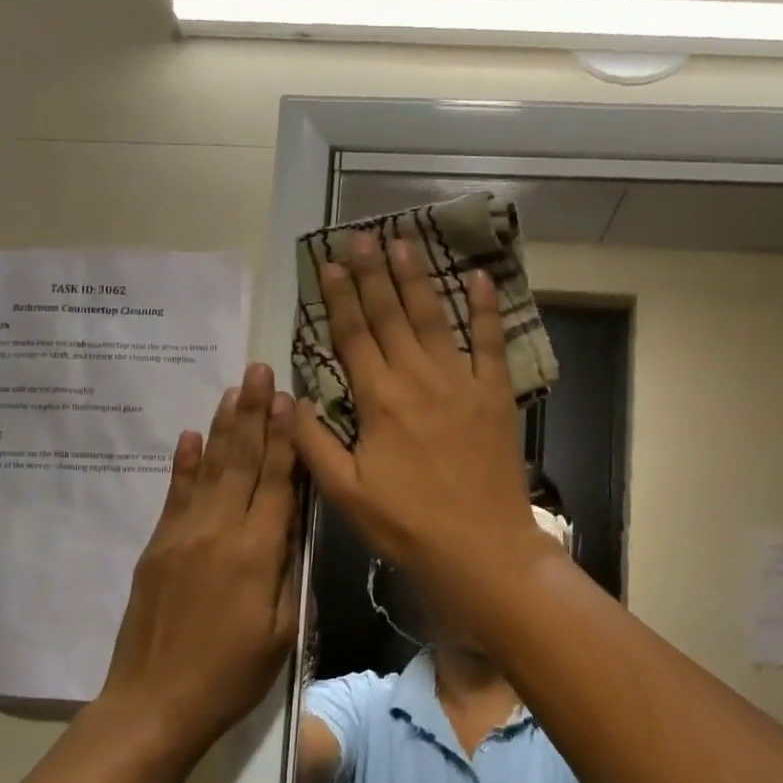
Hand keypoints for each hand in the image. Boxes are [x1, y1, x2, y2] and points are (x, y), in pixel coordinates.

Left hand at [99, 362, 298, 743]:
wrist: (154, 703)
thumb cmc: (232, 675)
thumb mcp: (283, 631)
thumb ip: (290, 571)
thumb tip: (295, 525)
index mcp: (256, 552)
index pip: (276, 481)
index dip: (285, 438)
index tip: (289, 397)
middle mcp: (218, 531)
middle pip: (241, 462)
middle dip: (254, 414)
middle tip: (260, 370)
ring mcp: (182, 535)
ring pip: (209, 469)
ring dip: (223, 427)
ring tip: (234, 390)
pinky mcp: (157, 547)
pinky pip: (174, 495)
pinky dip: (184, 463)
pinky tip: (190, 436)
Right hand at [292, 231, 542, 594]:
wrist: (479, 547)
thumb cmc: (406, 524)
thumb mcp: (345, 492)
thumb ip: (314, 443)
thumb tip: (289, 399)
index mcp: (378, 399)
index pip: (353, 335)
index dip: (339, 296)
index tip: (330, 262)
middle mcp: (417, 378)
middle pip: (390, 315)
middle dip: (372, 273)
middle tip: (360, 235)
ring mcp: (460, 382)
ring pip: (434, 318)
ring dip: (416, 279)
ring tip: (403, 243)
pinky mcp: (494, 394)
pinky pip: (491, 342)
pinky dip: (485, 309)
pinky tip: (479, 277)